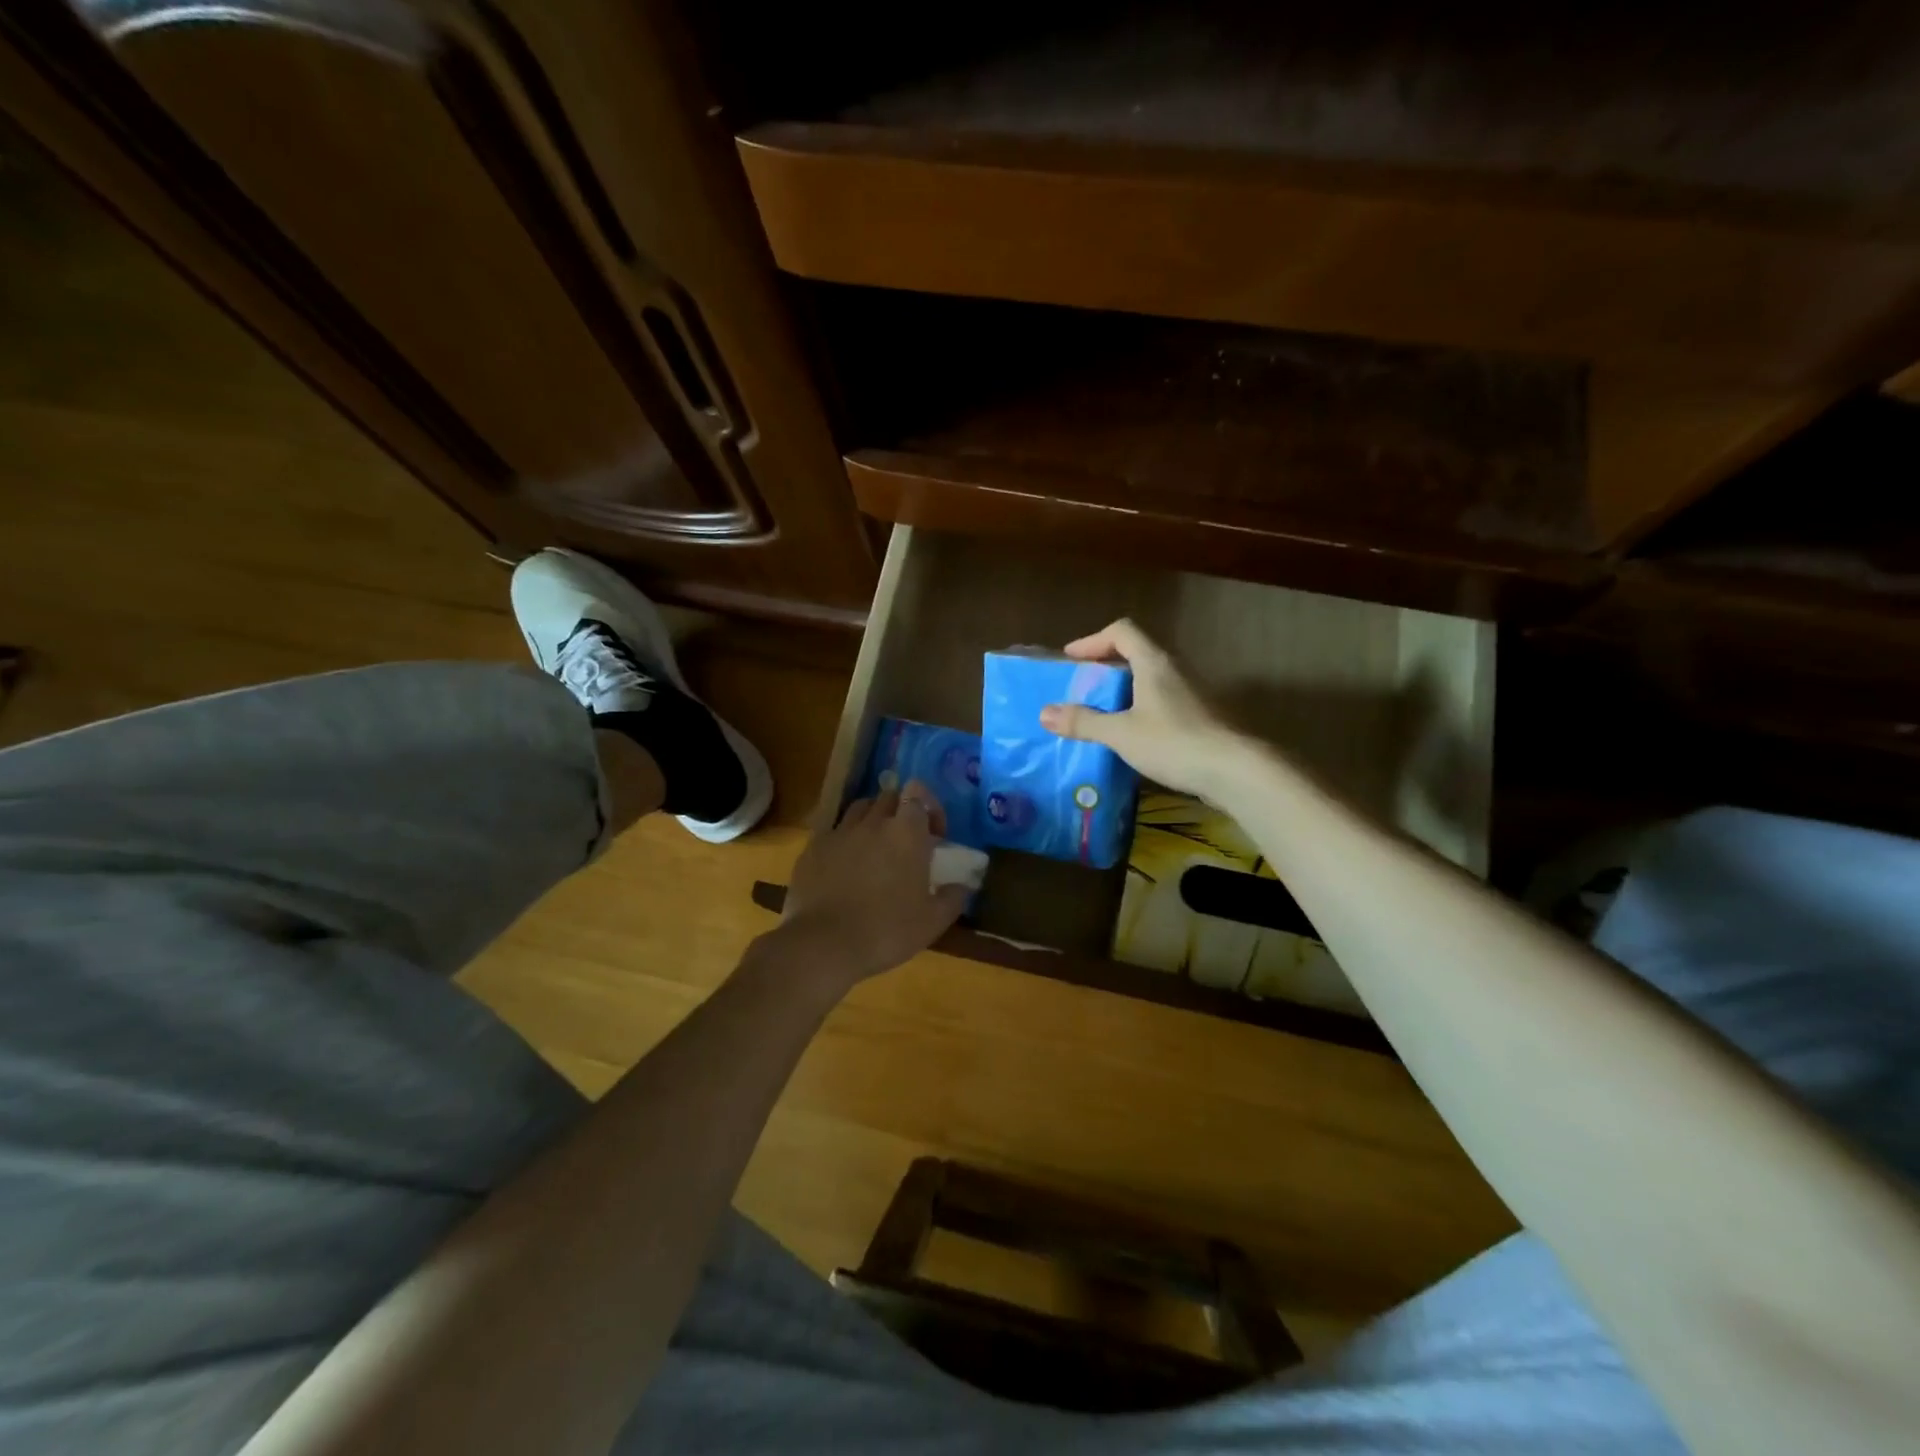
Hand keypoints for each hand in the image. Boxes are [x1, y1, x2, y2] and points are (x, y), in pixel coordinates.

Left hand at [776, 782, 968, 989]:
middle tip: (906, 841)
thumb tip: (963, 885)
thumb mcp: (933, 922)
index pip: (917, 792)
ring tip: (875, 848)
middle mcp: (872, 822)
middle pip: (888, 796)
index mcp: (906, 832)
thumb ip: (953, 897)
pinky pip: (833, 832)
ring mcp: (839, 833)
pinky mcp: (812, 848)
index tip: (934, 834)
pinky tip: (845, 867)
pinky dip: (844, 841)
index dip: (928, 806)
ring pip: (859, 809)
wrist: (823, 945)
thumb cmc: (887, 930)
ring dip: (872, 820)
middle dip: (901, 811)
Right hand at [1039, 619, 1245, 795]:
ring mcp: (1191, 692)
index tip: (1071, 658)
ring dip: (1125, 688)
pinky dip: (1141, 708)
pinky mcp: (1201, 716)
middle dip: (1106, 665)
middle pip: (1137, 652)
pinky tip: (1132, 735)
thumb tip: (1044, 713)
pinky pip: (1162, 701)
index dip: (1093, 640)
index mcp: (1154, 663)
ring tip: (1102, 711)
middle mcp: (1175, 669)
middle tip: (1083, 685)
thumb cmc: (1174, 742)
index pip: (1122, 631)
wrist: (1235, 770)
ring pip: (1151, 678)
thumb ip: (1083, 722)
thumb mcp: (1121, 734)